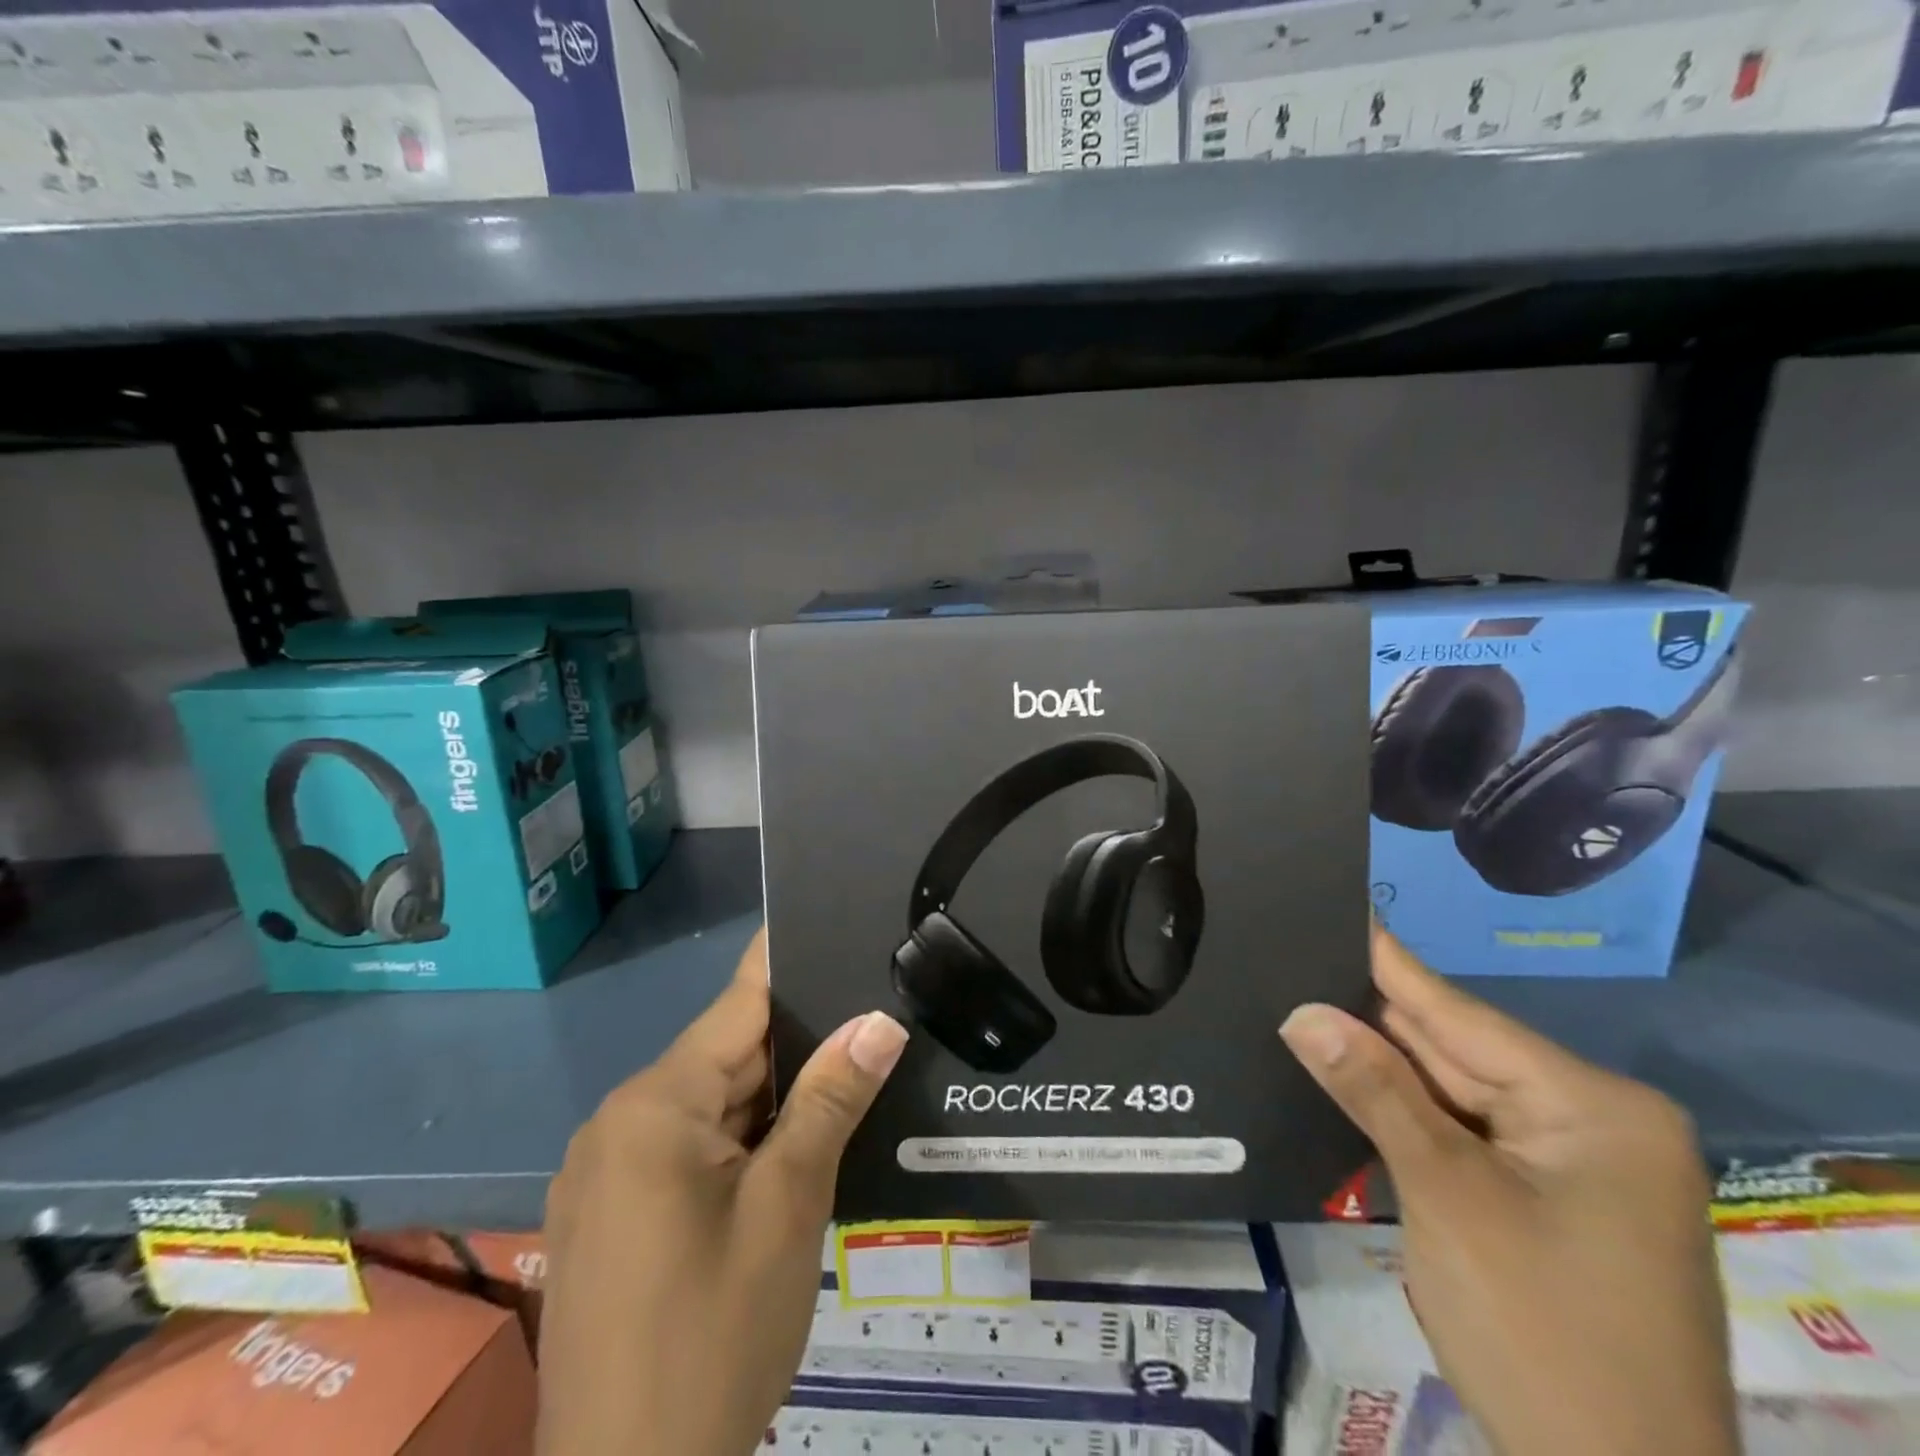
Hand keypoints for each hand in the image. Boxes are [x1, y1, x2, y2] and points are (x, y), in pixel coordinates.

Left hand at [537, 929, 908, 1455]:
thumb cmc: (713, 1339)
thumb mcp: (788, 1207)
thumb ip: (830, 1100)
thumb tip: (880, 1019)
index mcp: (654, 1106)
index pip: (738, 1005)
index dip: (788, 963)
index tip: (831, 921)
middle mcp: (618, 1123)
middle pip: (725, 1057)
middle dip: (796, 1045)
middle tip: (871, 1015)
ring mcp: (607, 1174)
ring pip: (709, 1106)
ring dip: (772, 1099)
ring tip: (847, 1072)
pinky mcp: (610, 1218)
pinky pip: (686, 1148)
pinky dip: (740, 1141)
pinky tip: (793, 1146)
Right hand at [1280, 924, 1736, 1455]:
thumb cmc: (1540, 1333)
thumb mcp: (1446, 1196)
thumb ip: (1373, 1091)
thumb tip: (1302, 1011)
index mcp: (1593, 1105)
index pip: (1459, 1013)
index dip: (1386, 960)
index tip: (1335, 905)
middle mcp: (1593, 1120)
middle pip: (1455, 1049)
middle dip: (1372, 1014)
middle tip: (1297, 956)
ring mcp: (1575, 1164)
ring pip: (1454, 1090)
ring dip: (1382, 1064)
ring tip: (1304, 1001)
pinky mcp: (1549, 1198)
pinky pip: (1464, 1130)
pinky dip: (1408, 1111)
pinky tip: (1349, 1075)